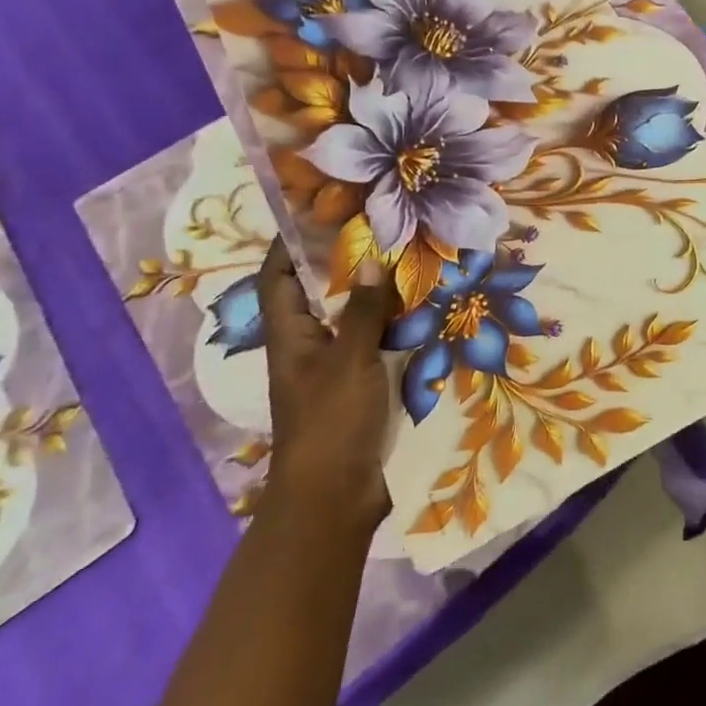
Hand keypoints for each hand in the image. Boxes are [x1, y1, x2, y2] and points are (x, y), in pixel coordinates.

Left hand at [257, 238, 399, 522]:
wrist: (337, 495)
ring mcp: (338, 368)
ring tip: (411, 262)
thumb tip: (368, 259)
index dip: (289, 244)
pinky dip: (397, 326)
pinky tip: (427, 313)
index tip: (316, 210)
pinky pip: (379, 344)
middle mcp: (310, 346)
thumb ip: (360, 310)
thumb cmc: (331, 421)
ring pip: (355, 319)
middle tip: (383, 231)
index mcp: (290, 337)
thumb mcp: (349, 360)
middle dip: (347, 264)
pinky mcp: (364, 386)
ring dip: (378, 295)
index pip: (279, 278)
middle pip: (321, 295)